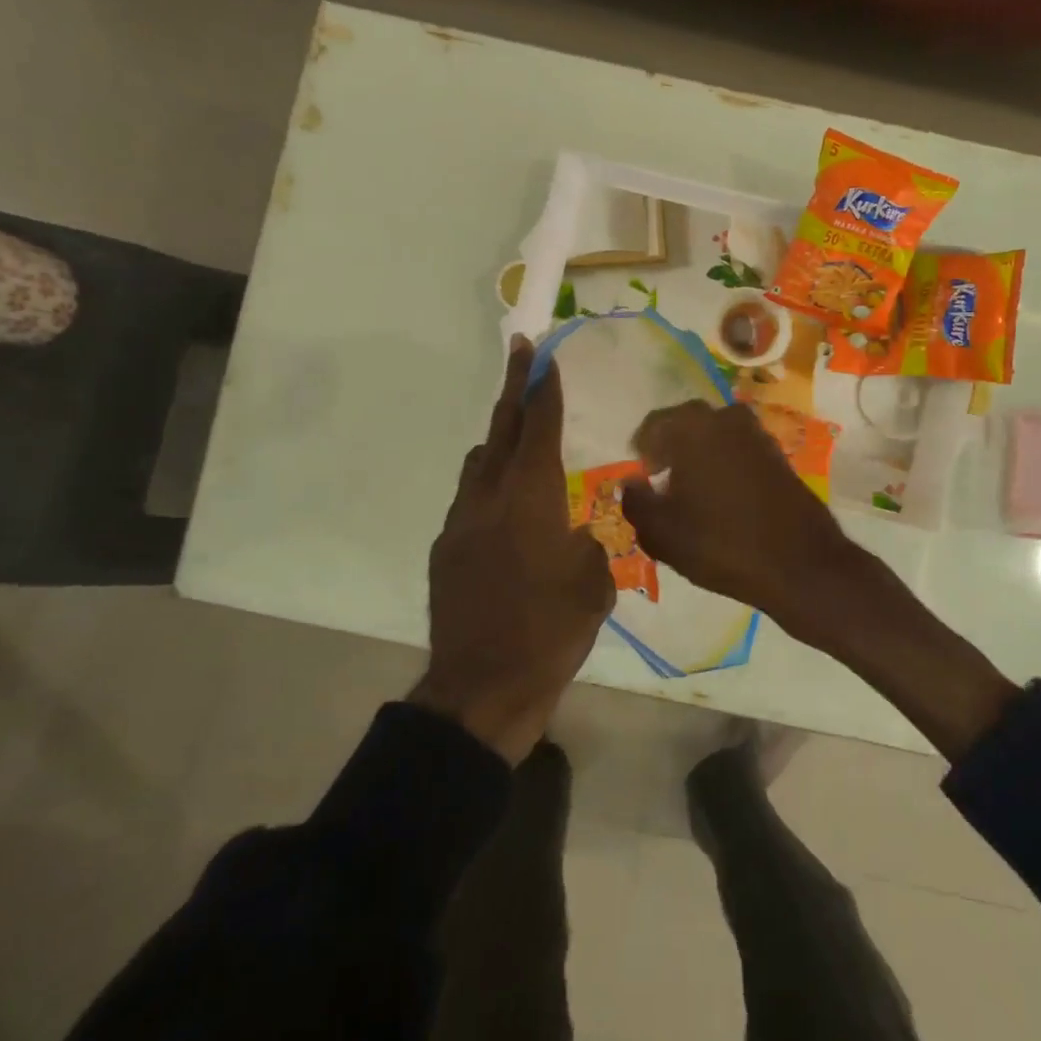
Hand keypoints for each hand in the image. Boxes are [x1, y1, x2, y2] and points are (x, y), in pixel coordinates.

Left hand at [412, 338, 614, 763]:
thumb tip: (583, 530)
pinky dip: (487, 488)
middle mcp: (490, 498)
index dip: (542, 390)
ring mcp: (461, 523)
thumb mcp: (595, 585)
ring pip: (478, 464)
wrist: (482, 687)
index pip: (538, 428)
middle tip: (520, 354)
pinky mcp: (445, 549)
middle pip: (500, 430)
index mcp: (531, 500)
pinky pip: (468, 501)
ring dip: (498, 442)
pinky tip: (505, 514)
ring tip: (519, 441)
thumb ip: (592, 544)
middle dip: (513, 389)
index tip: (542, 357)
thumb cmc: (551, 632)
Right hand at [620, 401, 857, 641]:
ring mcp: (758, 436)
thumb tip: (630, 484)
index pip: (654, 425)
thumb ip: (636, 503)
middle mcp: (726, 419)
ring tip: (690, 490)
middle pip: (686, 424)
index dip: (642, 450)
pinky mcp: (779, 456)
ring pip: (715, 436)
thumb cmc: (721, 544)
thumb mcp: (662, 533)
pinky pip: (739, 450)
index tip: (641, 476)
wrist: (801, 565)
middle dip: (670, 447)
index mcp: (693, 427)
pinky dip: (724, 464)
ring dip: (699, 454)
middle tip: (661, 479)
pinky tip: (721, 497)